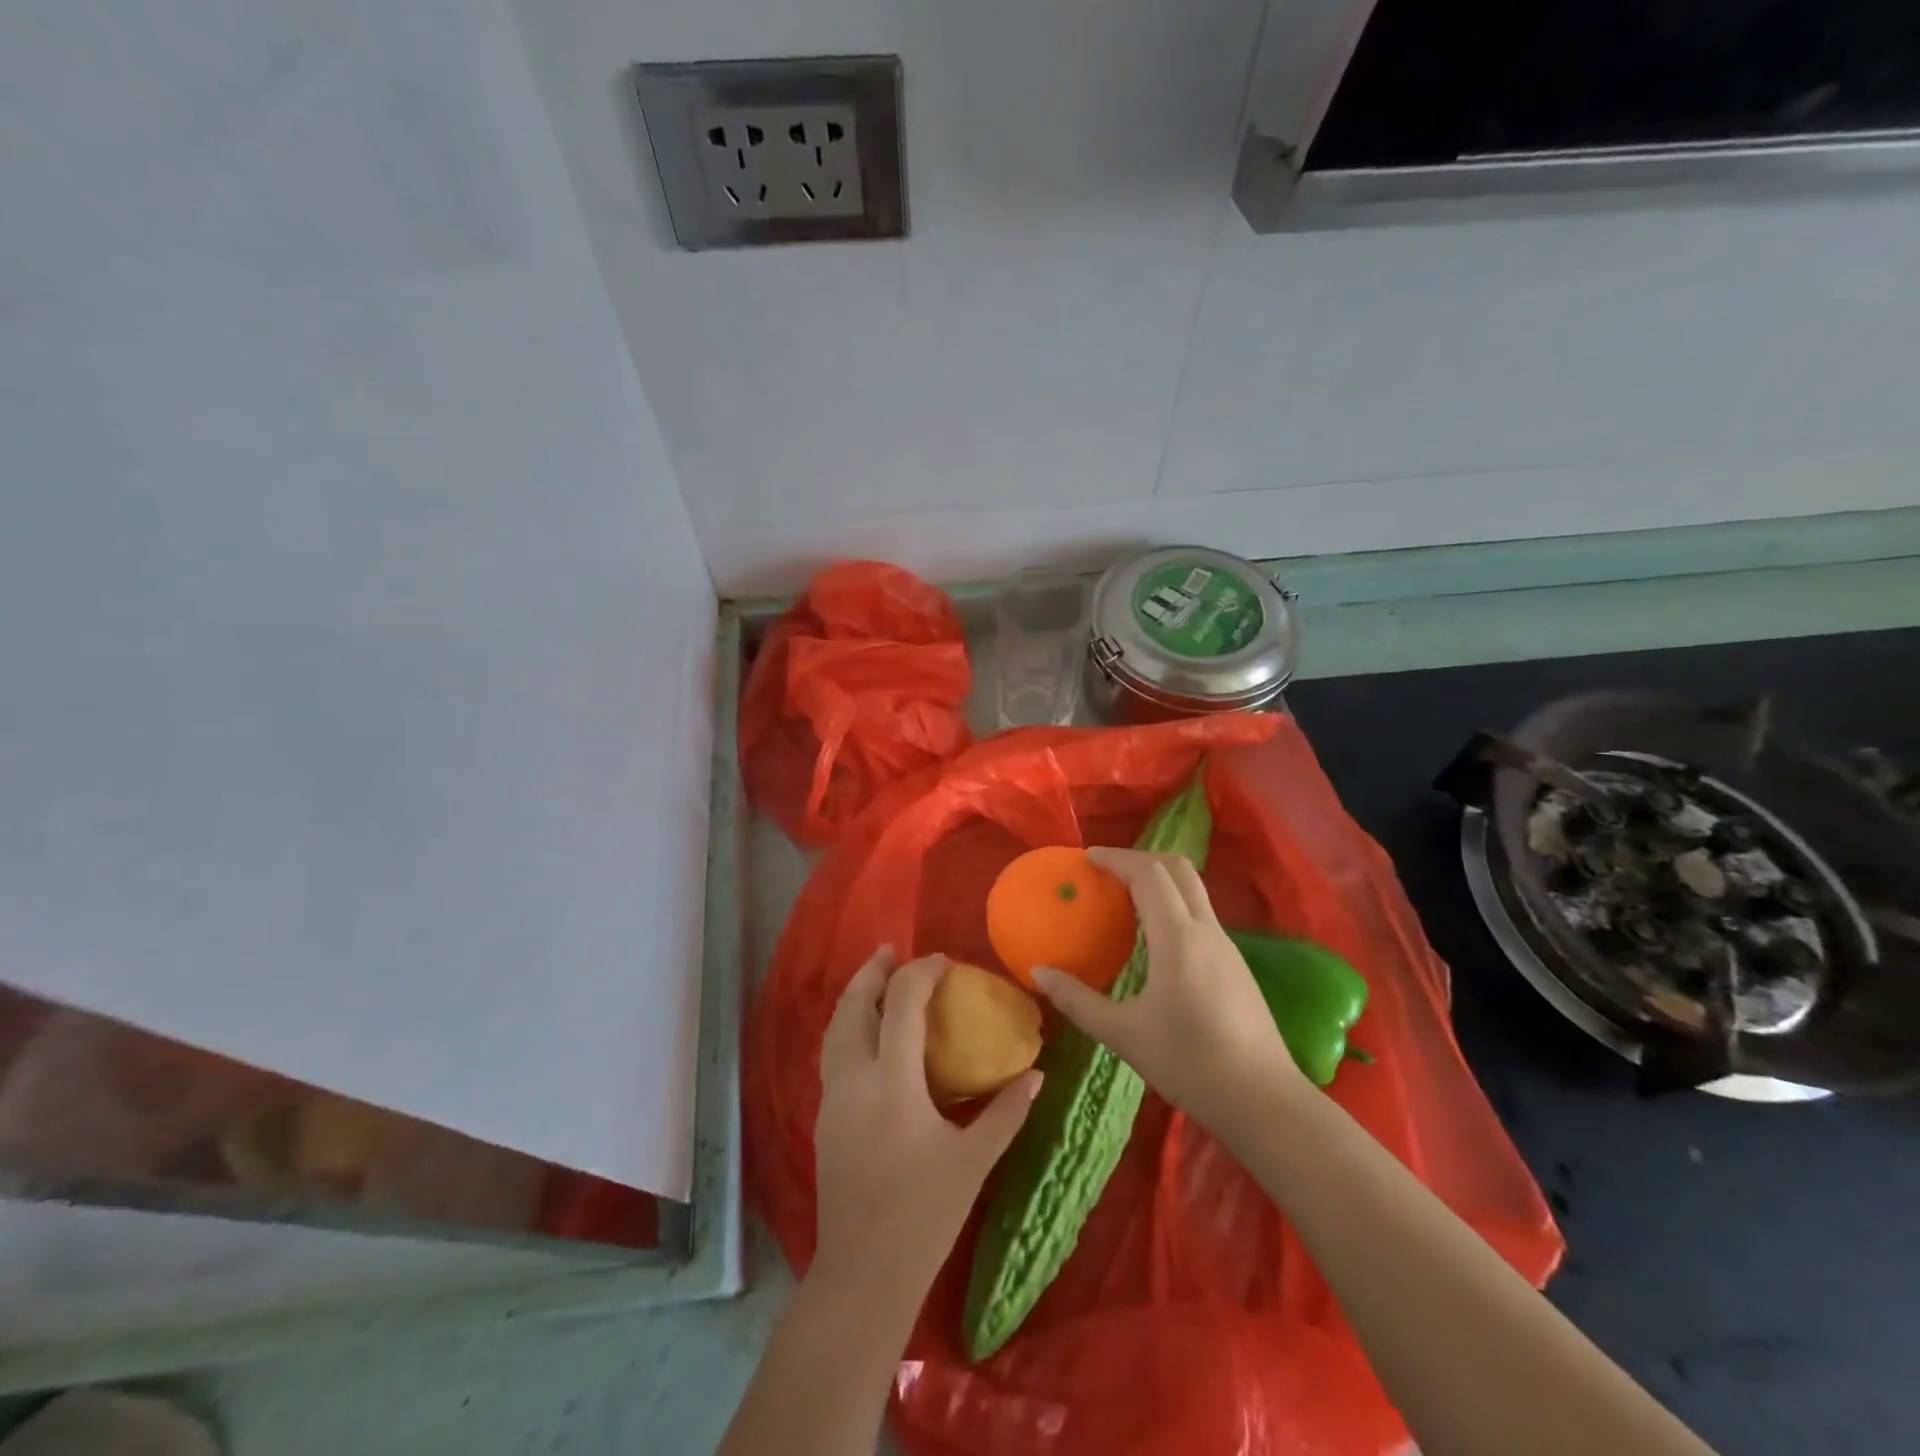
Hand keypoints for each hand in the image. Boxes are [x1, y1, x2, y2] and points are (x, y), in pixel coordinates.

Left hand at [812, 948, 1041, 1309]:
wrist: (862, 1275)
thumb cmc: (923, 1216)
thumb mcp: (973, 1162)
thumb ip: (1006, 1112)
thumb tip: (1035, 1073)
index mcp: (892, 1082)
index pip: (901, 1004)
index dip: (920, 973)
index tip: (943, 960)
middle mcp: (854, 1079)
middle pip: (853, 1006)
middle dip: (872, 972)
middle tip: (891, 950)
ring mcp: (832, 1098)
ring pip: (835, 1028)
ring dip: (855, 997)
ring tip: (876, 981)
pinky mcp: (824, 1117)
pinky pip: (833, 1054)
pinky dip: (848, 1027)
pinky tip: (868, 1036)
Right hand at [1033, 848, 1304, 1135]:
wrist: (1264, 1102)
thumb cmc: (1190, 1064)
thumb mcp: (1123, 1035)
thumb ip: (1077, 1000)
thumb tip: (1038, 972)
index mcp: (1178, 938)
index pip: (1148, 874)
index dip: (1117, 858)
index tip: (1087, 858)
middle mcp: (1206, 930)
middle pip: (1178, 869)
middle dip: (1141, 859)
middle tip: (1106, 871)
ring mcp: (1226, 946)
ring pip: (1193, 890)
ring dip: (1159, 881)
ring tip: (1123, 899)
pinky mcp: (1235, 965)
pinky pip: (1199, 915)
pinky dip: (1172, 905)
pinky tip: (1153, 938)